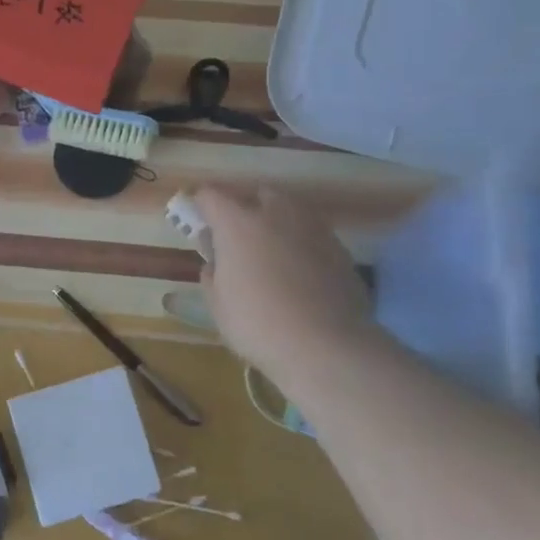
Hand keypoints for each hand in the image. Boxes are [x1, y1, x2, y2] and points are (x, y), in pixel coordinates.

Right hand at [188, 185, 376, 377]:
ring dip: (277, 222)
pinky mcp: (340, 248)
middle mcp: (275, 214)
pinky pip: (313, 235)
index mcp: (237, 223)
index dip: (201, 205)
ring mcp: (312, 228)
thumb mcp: (218, 305)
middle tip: (239, 236)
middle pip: (257, 194)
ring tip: (272, 253)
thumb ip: (212, 276)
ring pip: (291, 210)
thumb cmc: (258, 324)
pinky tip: (301, 273)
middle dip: (246, 207)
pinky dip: (302, 244)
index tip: (199, 222)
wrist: (327, 346)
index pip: (211, 195)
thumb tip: (216, 263)